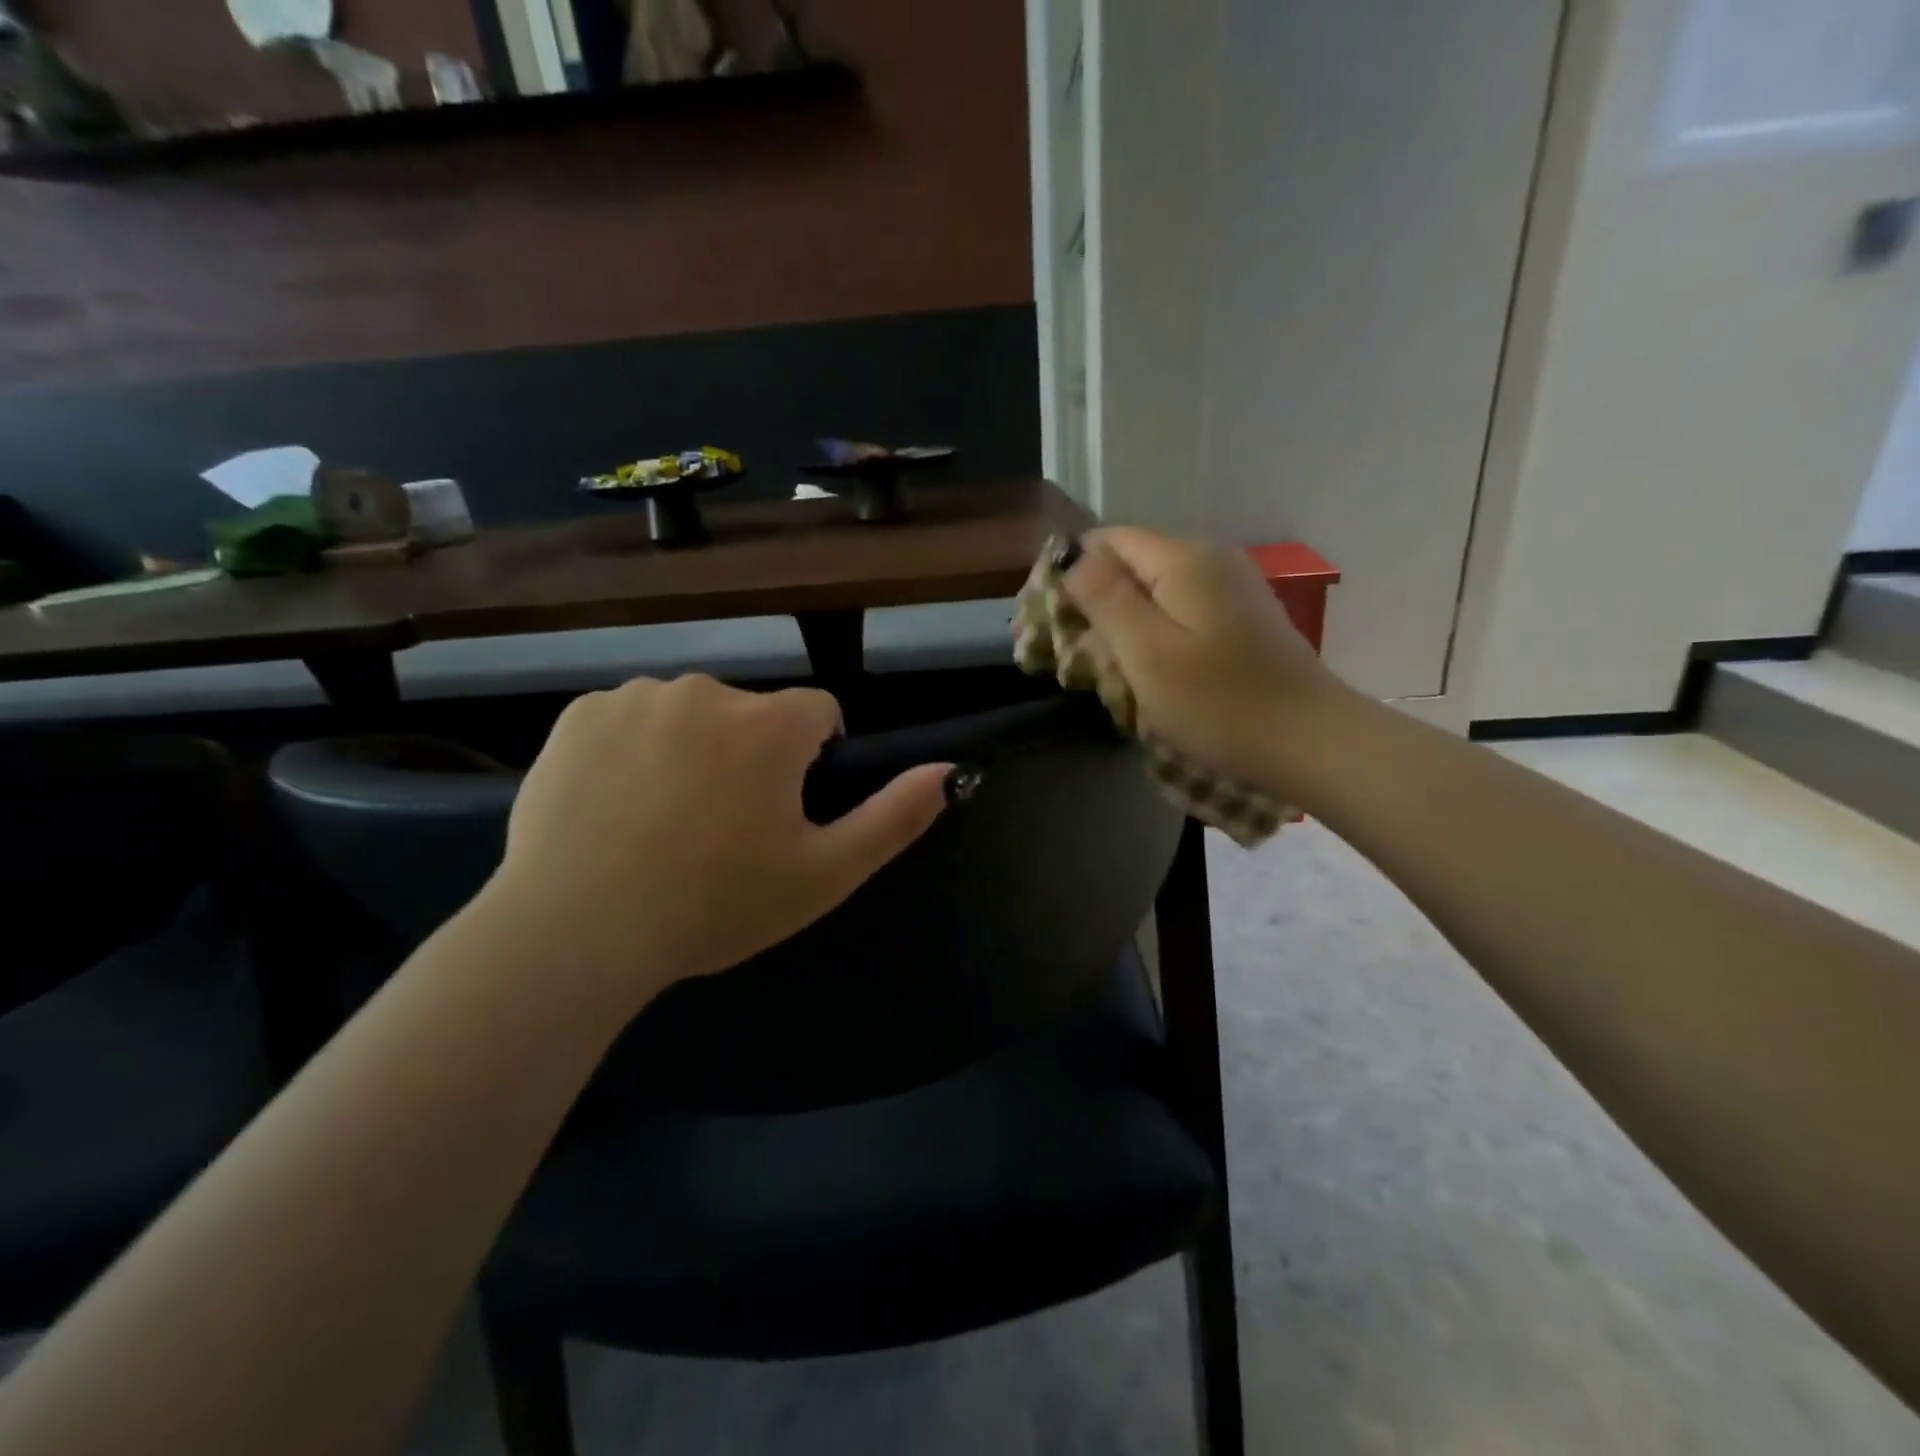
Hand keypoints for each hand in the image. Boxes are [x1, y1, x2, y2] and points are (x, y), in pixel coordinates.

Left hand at [482, 675, 950, 1008]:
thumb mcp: (825, 873)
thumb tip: (951, 770)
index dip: (813, 760)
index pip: (819, 713)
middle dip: (751, 756)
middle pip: (751, 715)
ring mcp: (636, 697)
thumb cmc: (716, 904)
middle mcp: (707, 691)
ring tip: (664, 823)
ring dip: (692, 750)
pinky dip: (633, 750)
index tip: (786, 811)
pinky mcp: (579, 714)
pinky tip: (615, 807)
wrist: (577, 932)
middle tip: (723, 830)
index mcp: (771, 724)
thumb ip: (895, 816)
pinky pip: (629, 719)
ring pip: (690, 715)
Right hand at [1063, 527, 1351, 799]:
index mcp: (1184, 558)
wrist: (1310, 742)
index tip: (1059, 626)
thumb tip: (1074, 557)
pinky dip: (1160, 634)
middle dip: (1101, 603)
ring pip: (1157, 590)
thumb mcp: (1146, 653)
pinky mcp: (1245, 616)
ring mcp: (1234, 586)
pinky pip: (1184, 609)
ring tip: (1118, 672)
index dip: (1075, 575)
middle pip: (1133, 563)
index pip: (1107, 541)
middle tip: (1086, 659)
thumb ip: (1105, 598)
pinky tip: (1159, 672)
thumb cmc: (1219, 703)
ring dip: (1129, 624)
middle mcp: (1211, 558)